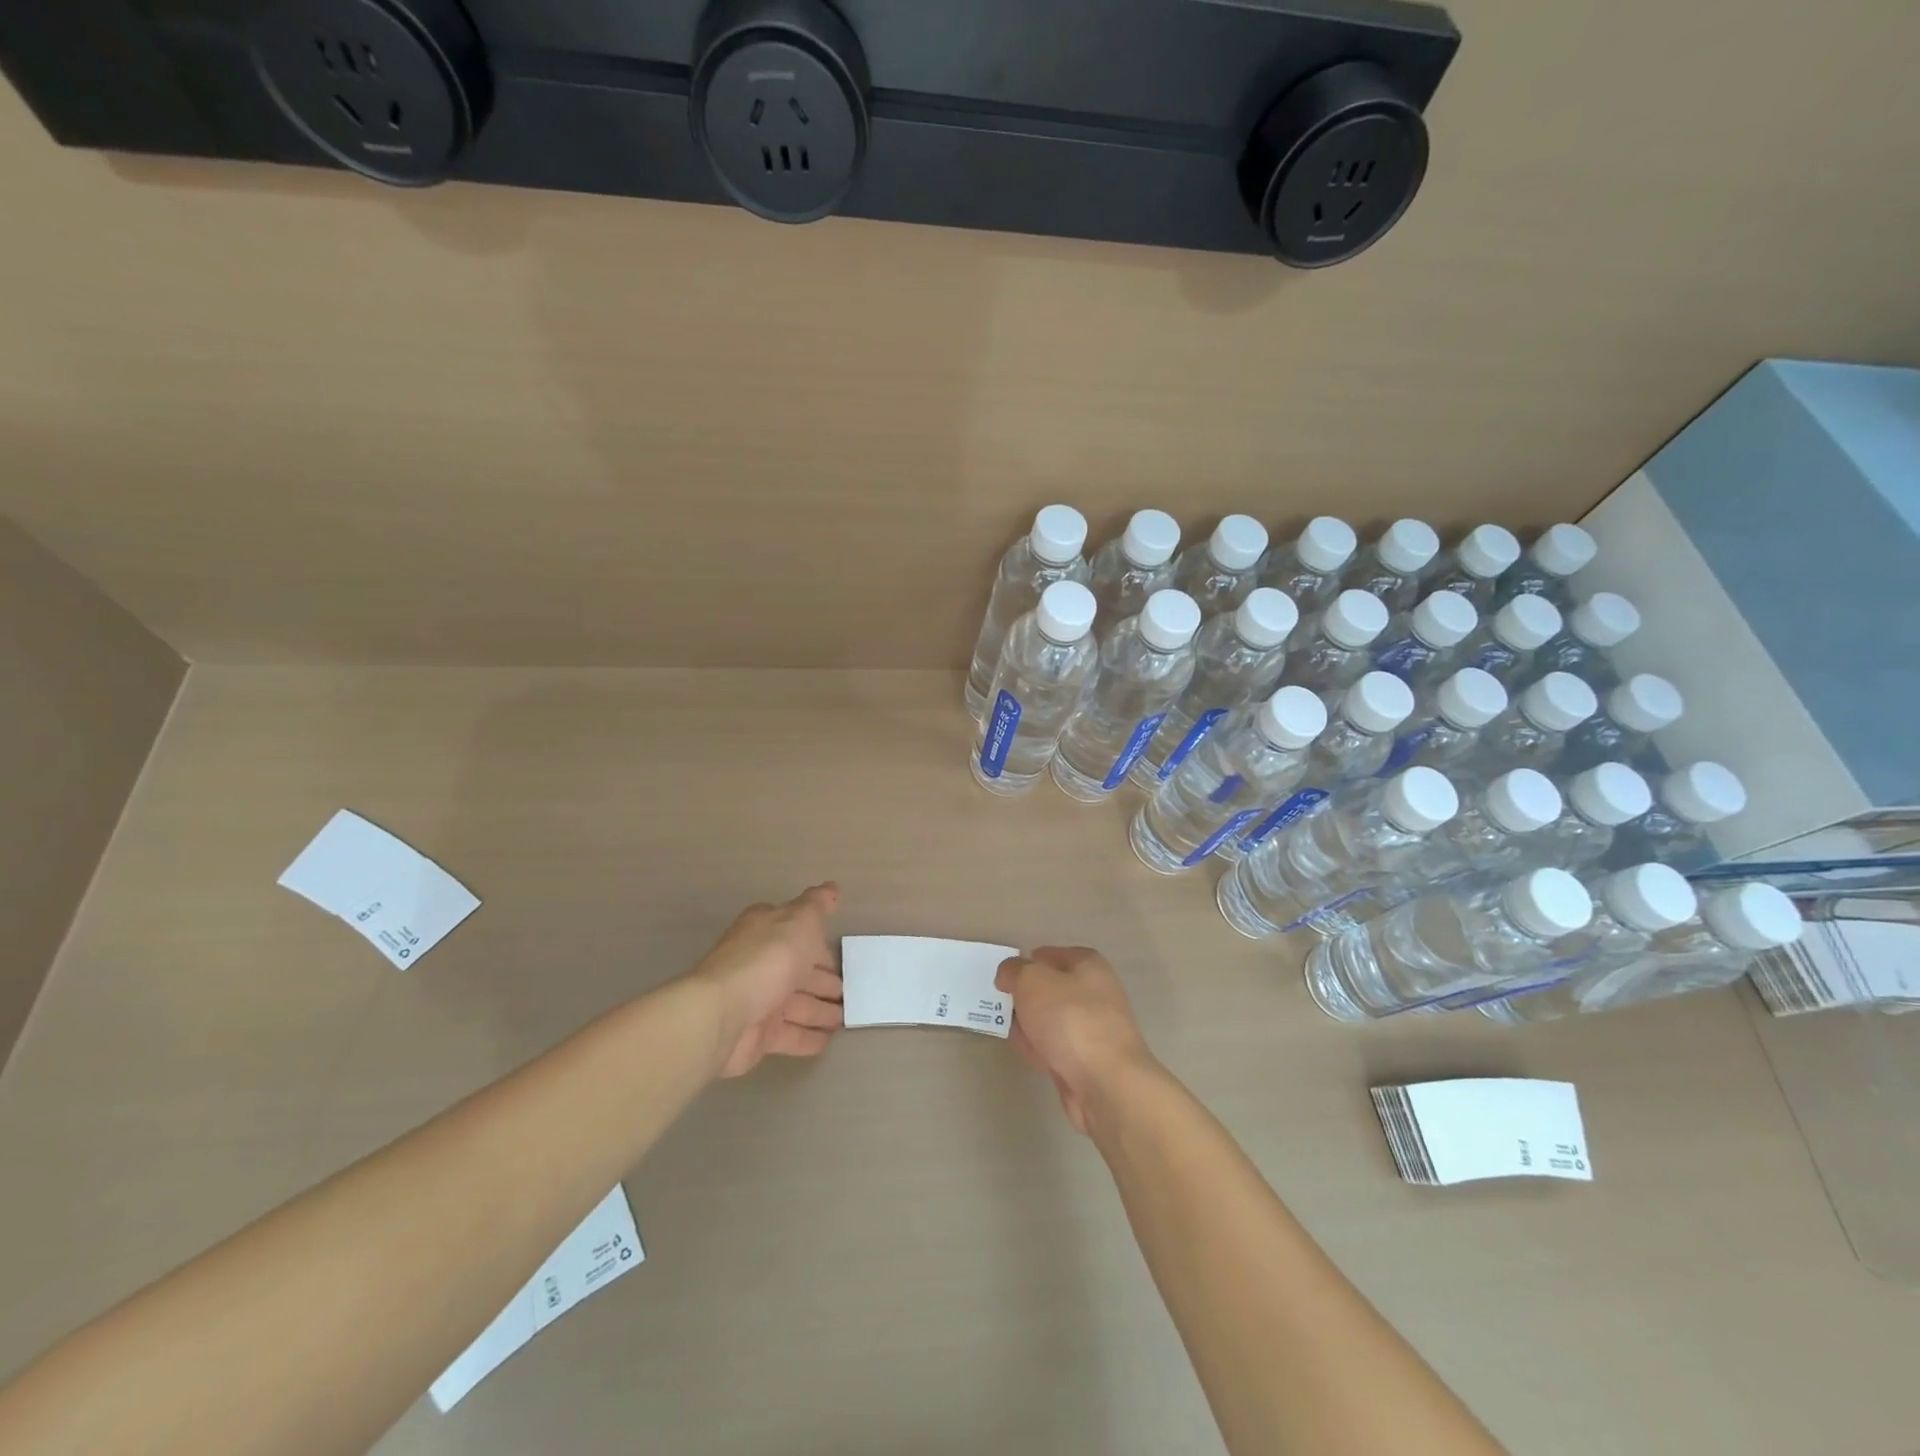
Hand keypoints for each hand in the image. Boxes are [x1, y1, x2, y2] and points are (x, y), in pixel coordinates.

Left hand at [689, 883, 844, 1077]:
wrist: (722, 1014)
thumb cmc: (767, 959)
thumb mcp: (800, 920)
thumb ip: (817, 905)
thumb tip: (831, 887)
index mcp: (766, 931)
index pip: (797, 933)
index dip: (818, 943)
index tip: (840, 954)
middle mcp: (761, 963)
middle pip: (798, 971)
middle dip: (823, 980)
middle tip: (850, 991)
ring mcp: (758, 1000)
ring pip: (797, 1005)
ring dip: (820, 1011)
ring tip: (846, 1018)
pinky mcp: (757, 1035)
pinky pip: (789, 1035)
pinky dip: (808, 1038)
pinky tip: (828, 1041)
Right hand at [995, 946, 1155, 1135]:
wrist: (1105, 1082)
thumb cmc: (1070, 1018)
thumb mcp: (1032, 981)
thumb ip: (1015, 971)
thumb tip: (1008, 973)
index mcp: (1089, 965)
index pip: (1054, 955)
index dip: (1030, 961)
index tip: (1007, 975)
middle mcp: (1096, 994)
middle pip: (1053, 989)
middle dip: (1027, 995)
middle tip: (1003, 1002)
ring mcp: (1094, 1030)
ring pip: (1053, 1020)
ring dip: (1031, 1023)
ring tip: (1008, 1028)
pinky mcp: (1088, 1062)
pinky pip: (1057, 1048)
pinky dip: (1041, 1048)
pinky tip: (1026, 1052)